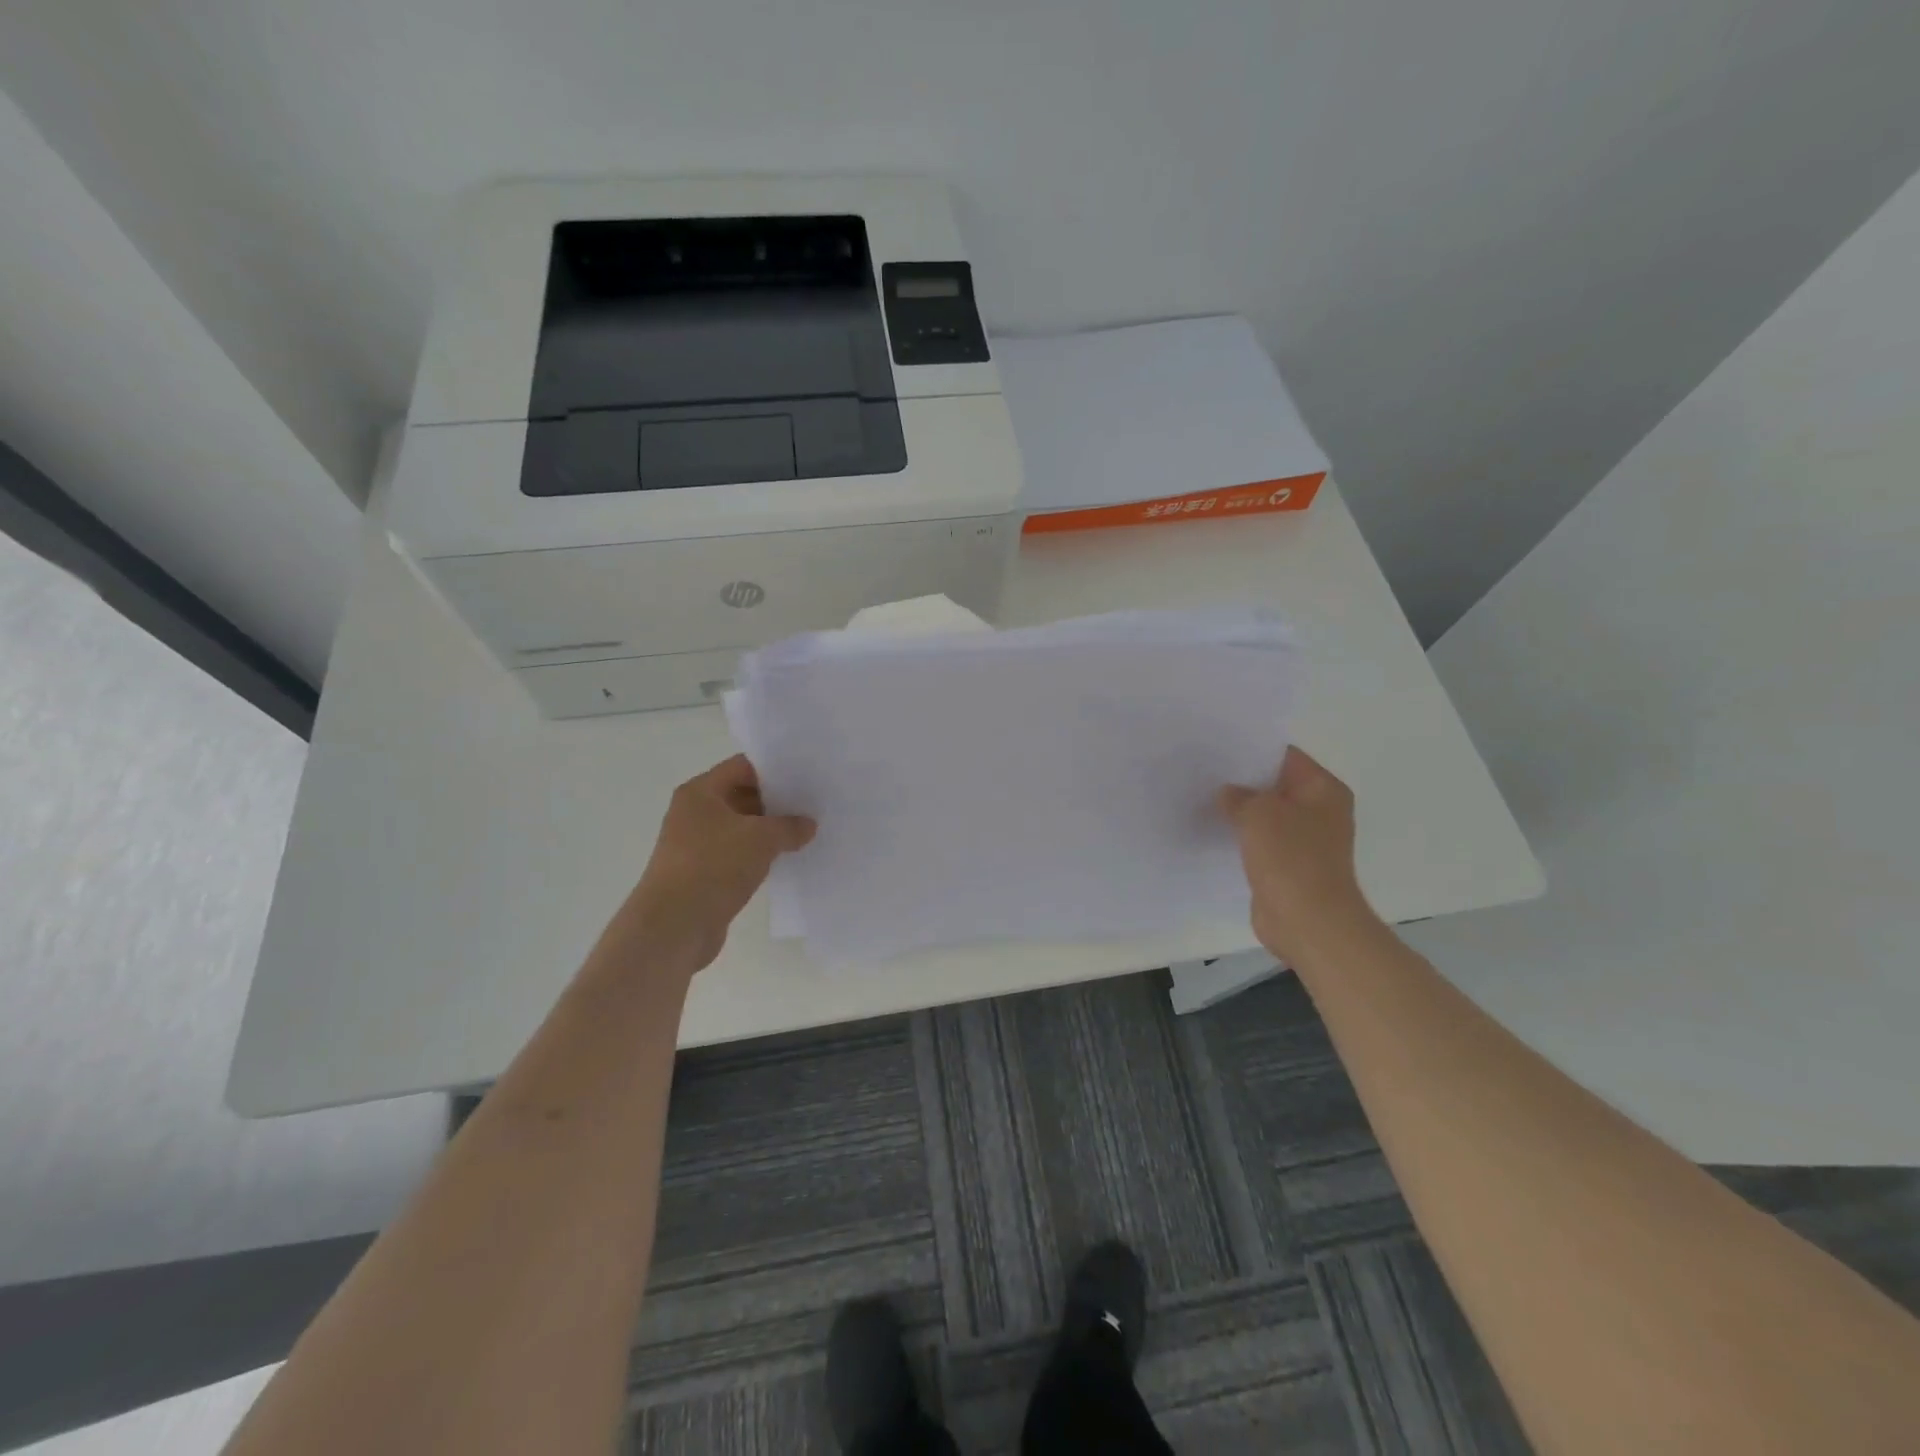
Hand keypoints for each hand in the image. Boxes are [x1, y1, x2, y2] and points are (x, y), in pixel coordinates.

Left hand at [618, 756, 815, 973]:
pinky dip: (760, 855)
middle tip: (814, 804)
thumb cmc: (713, 866)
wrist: (674, 927)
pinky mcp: (704, 874)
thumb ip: (789, 826)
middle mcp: (695, 813)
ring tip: (808, 832)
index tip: (807, 776)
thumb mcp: (761, 838)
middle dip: (777, 801)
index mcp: (700, 792)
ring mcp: (697, 845)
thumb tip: (808, 825)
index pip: (743, 767)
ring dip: (771, 831)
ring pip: (742, 828)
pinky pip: (738, 854)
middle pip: (742, 795)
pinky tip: (788, 859)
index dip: (776, 769)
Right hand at [1218, 747, 1378, 965]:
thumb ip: (1239, 795)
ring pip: (1267, 815)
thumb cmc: (1291, 858)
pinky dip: (1242, 837)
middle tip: (1203, 772)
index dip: (1251, 750)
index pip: (1285, 756)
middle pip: (1275, 785)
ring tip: (1202, 798)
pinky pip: (1261, 842)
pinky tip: (1213, 831)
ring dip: (1240, 811)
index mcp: (1324, 789)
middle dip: (1242, 781)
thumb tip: (1229, 794)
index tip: (1217, 747)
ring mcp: (1306, 841)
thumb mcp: (1259, 813)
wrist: (1308, 922)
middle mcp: (1320, 811)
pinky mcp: (1289, 866)